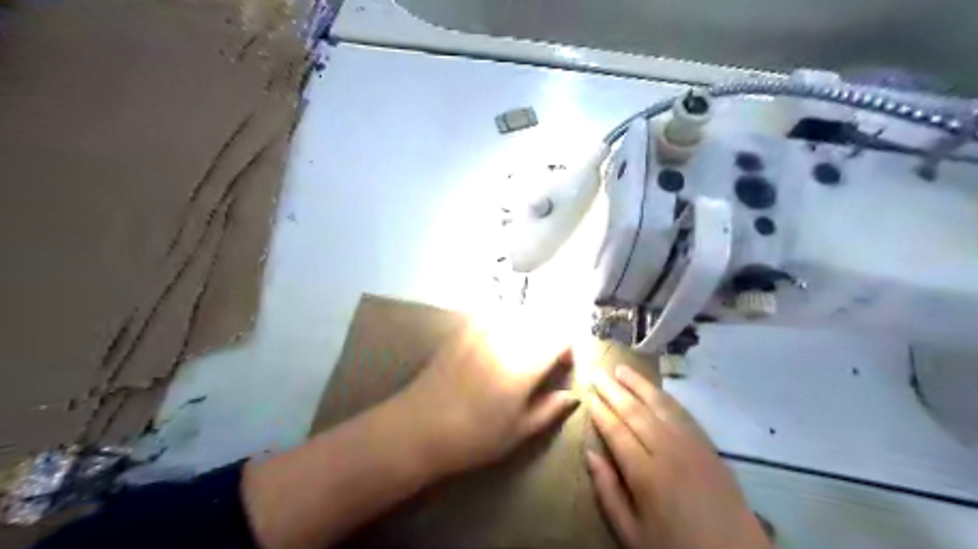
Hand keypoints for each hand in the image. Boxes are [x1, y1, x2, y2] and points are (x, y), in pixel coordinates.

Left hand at [397, 321, 573, 476]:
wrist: (418, 427)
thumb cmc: (473, 437)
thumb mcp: (518, 431)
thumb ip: (550, 408)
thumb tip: (572, 395)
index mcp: (523, 364)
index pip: (560, 336)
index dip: (568, 348)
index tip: (562, 366)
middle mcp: (505, 338)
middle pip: (542, 319)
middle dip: (550, 336)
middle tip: (543, 360)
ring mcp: (481, 328)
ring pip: (518, 313)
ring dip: (528, 326)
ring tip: (521, 350)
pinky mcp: (463, 328)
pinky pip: (493, 312)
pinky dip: (504, 321)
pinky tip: (496, 342)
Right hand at [584, 368, 767, 548]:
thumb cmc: (676, 547)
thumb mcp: (632, 533)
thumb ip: (608, 492)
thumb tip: (590, 454)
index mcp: (646, 475)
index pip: (617, 431)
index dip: (600, 411)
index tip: (588, 394)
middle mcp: (669, 451)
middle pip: (635, 412)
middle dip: (613, 390)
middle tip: (597, 373)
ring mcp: (692, 445)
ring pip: (660, 405)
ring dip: (639, 385)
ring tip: (622, 369)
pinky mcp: (709, 446)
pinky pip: (683, 413)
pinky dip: (665, 397)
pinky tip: (654, 389)